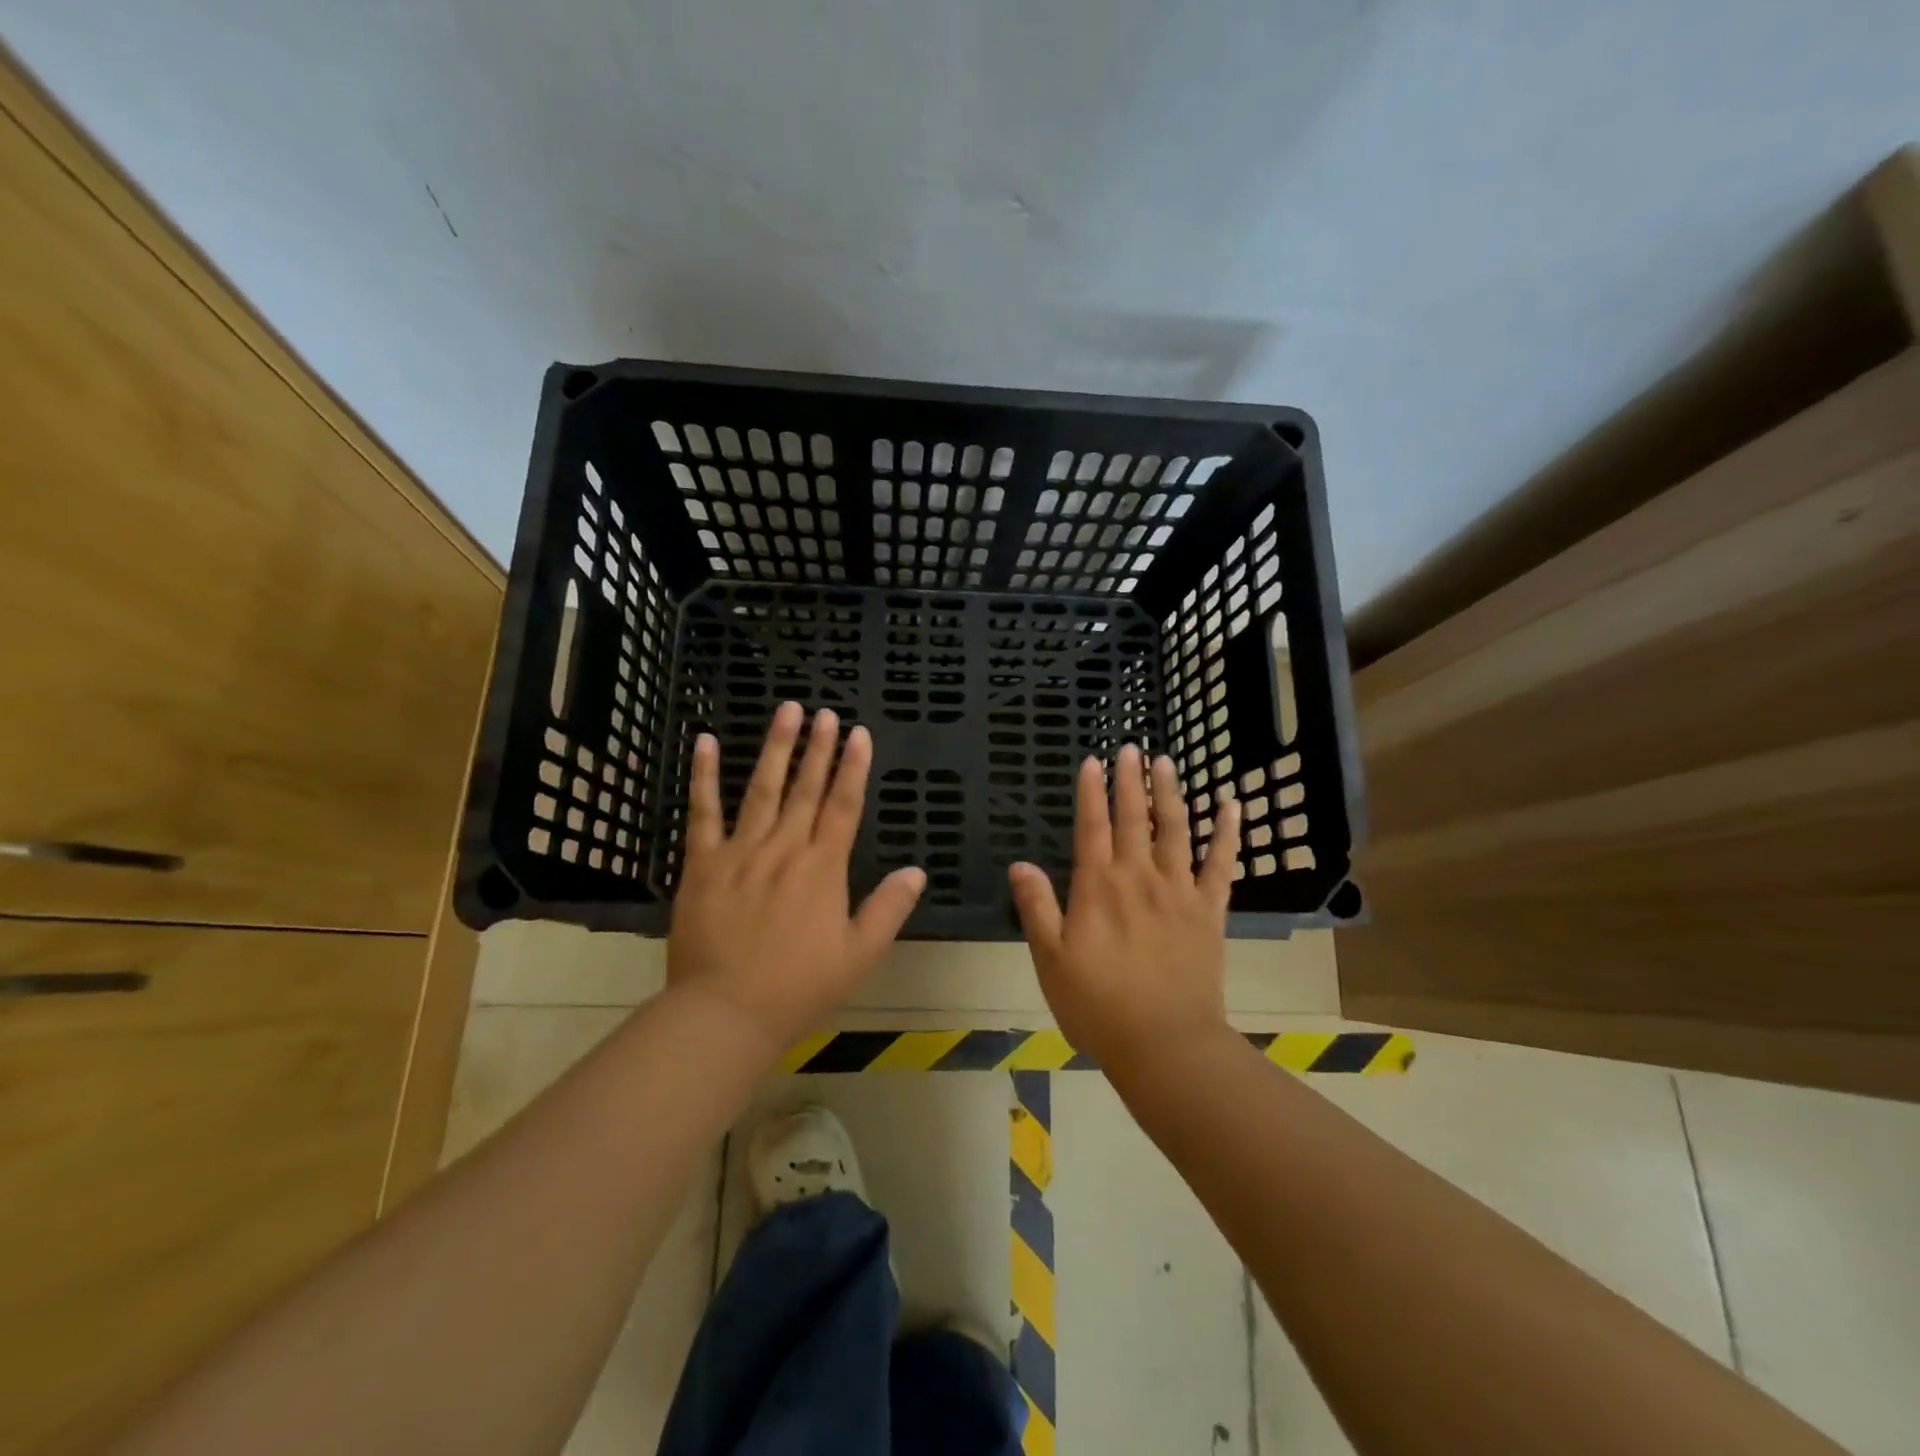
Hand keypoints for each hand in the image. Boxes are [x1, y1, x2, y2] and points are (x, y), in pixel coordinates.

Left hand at [667, 702, 924, 1052]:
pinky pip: (703, 812)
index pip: (844, 806)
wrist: (726, 1013)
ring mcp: (741, 851)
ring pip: (762, 789)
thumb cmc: (799, 988)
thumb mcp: (860, 956)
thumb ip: (889, 909)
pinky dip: (705, 775)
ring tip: (787, 711)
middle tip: (826, 712)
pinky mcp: (702, 863)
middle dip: (819, 748)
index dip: (854, 767)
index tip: (859, 733)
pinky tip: (706, 741)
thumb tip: (917, 870)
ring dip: (776, 747)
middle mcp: (784, 849)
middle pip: (806, 788)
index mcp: (823, 868)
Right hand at [1009, 745, 1241, 1071]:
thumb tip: (1020, 864)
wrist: (1164, 1044)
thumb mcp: (1051, 960)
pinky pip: (1222, 864)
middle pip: (1134, 818)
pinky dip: (1228, 833)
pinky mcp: (1209, 911)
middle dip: (1131, 780)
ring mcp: (1179, 891)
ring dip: (1171, 793)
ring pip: (1176, 830)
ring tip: (1167, 761)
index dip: (1091, 792)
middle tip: (1131, 748)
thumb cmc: (1098, 1005)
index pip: (1092, 827)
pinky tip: (1232, 805)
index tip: (1093, 762)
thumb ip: (1037, 908)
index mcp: (1099, 887)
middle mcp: (1139, 878)